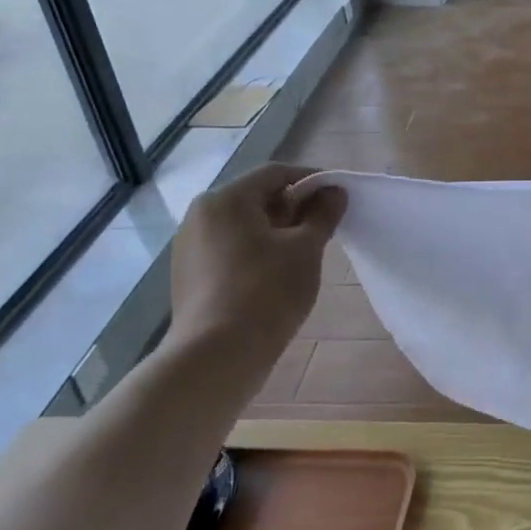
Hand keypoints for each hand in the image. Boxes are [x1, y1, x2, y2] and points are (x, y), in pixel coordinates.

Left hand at [167, 164, 346, 389]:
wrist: (218, 355)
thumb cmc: (267, 291)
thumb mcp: (305, 248)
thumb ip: (323, 214)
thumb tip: (335, 192)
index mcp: (225, 200)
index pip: (276, 174)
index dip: (312, 180)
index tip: (340, 196)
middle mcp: (201, 216)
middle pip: (257, 199)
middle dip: (295, 208)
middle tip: (327, 228)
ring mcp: (190, 248)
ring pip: (244, 227)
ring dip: (278, 233)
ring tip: (306, 254)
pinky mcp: (190, 276)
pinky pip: (231, 251)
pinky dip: (258, 253)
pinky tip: (278, 277)